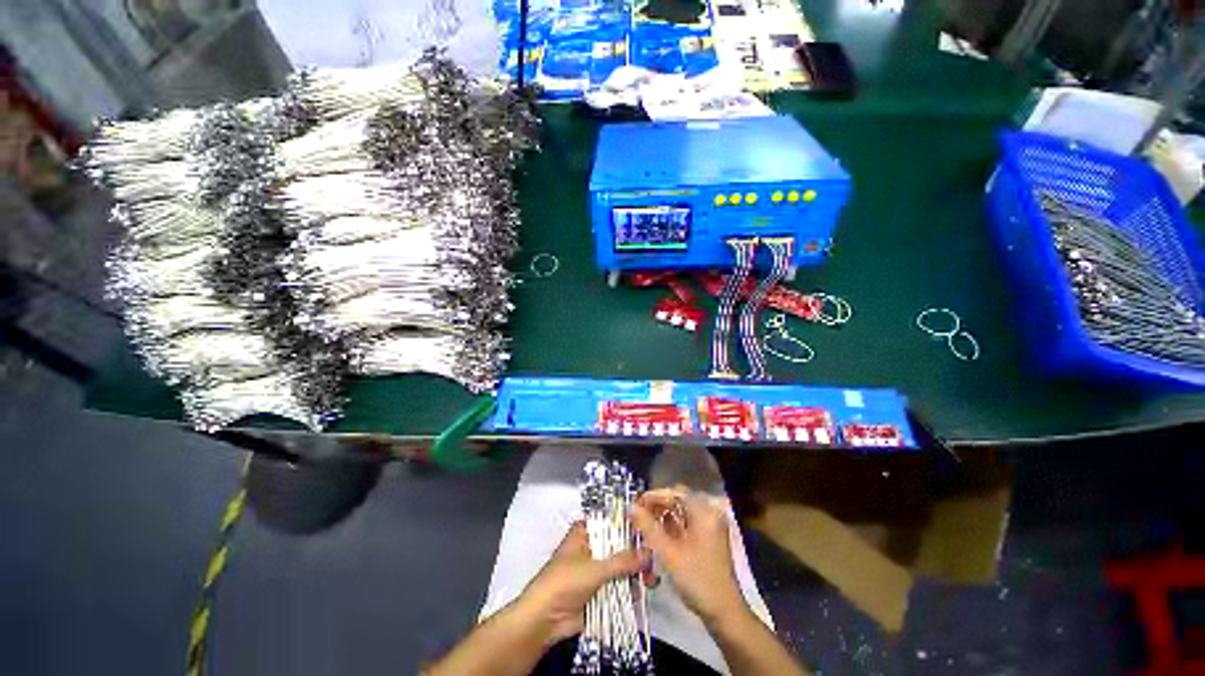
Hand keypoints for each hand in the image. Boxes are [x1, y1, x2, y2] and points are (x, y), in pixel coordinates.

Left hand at [518, 521, 648, 643]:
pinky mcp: (599, 590)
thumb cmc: (565, 582)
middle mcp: (592, 547)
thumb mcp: (595, 568)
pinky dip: (630, 588)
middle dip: (637, 554)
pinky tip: (645, 591)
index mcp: (586, 532)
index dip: (630, 526)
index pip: (612, 522)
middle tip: (654, 562)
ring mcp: (596, 569)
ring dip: (636, 572)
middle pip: (619, 545)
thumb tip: (648, 552)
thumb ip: (623, 561)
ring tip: (652, 580)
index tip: (651, 531)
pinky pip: (618, 585)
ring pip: (621, 566)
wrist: (544, 620)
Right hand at [632, 488, 747, 624]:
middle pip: (679, 500)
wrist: (724, 613)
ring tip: (644, 523)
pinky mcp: (707, 537)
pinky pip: (686, 523)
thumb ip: (648, 527)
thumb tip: (631, 506)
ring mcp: (709, 525)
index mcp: (704, 512)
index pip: (675, 492)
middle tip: (638, 513)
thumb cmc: (698, 580)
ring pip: (681, 511)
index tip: (636, 503)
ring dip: (663, 514)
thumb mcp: (669, 553)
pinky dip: (671, 525)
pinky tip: (658, 533)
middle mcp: (709, 513)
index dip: (654, 496)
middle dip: (657, 505)